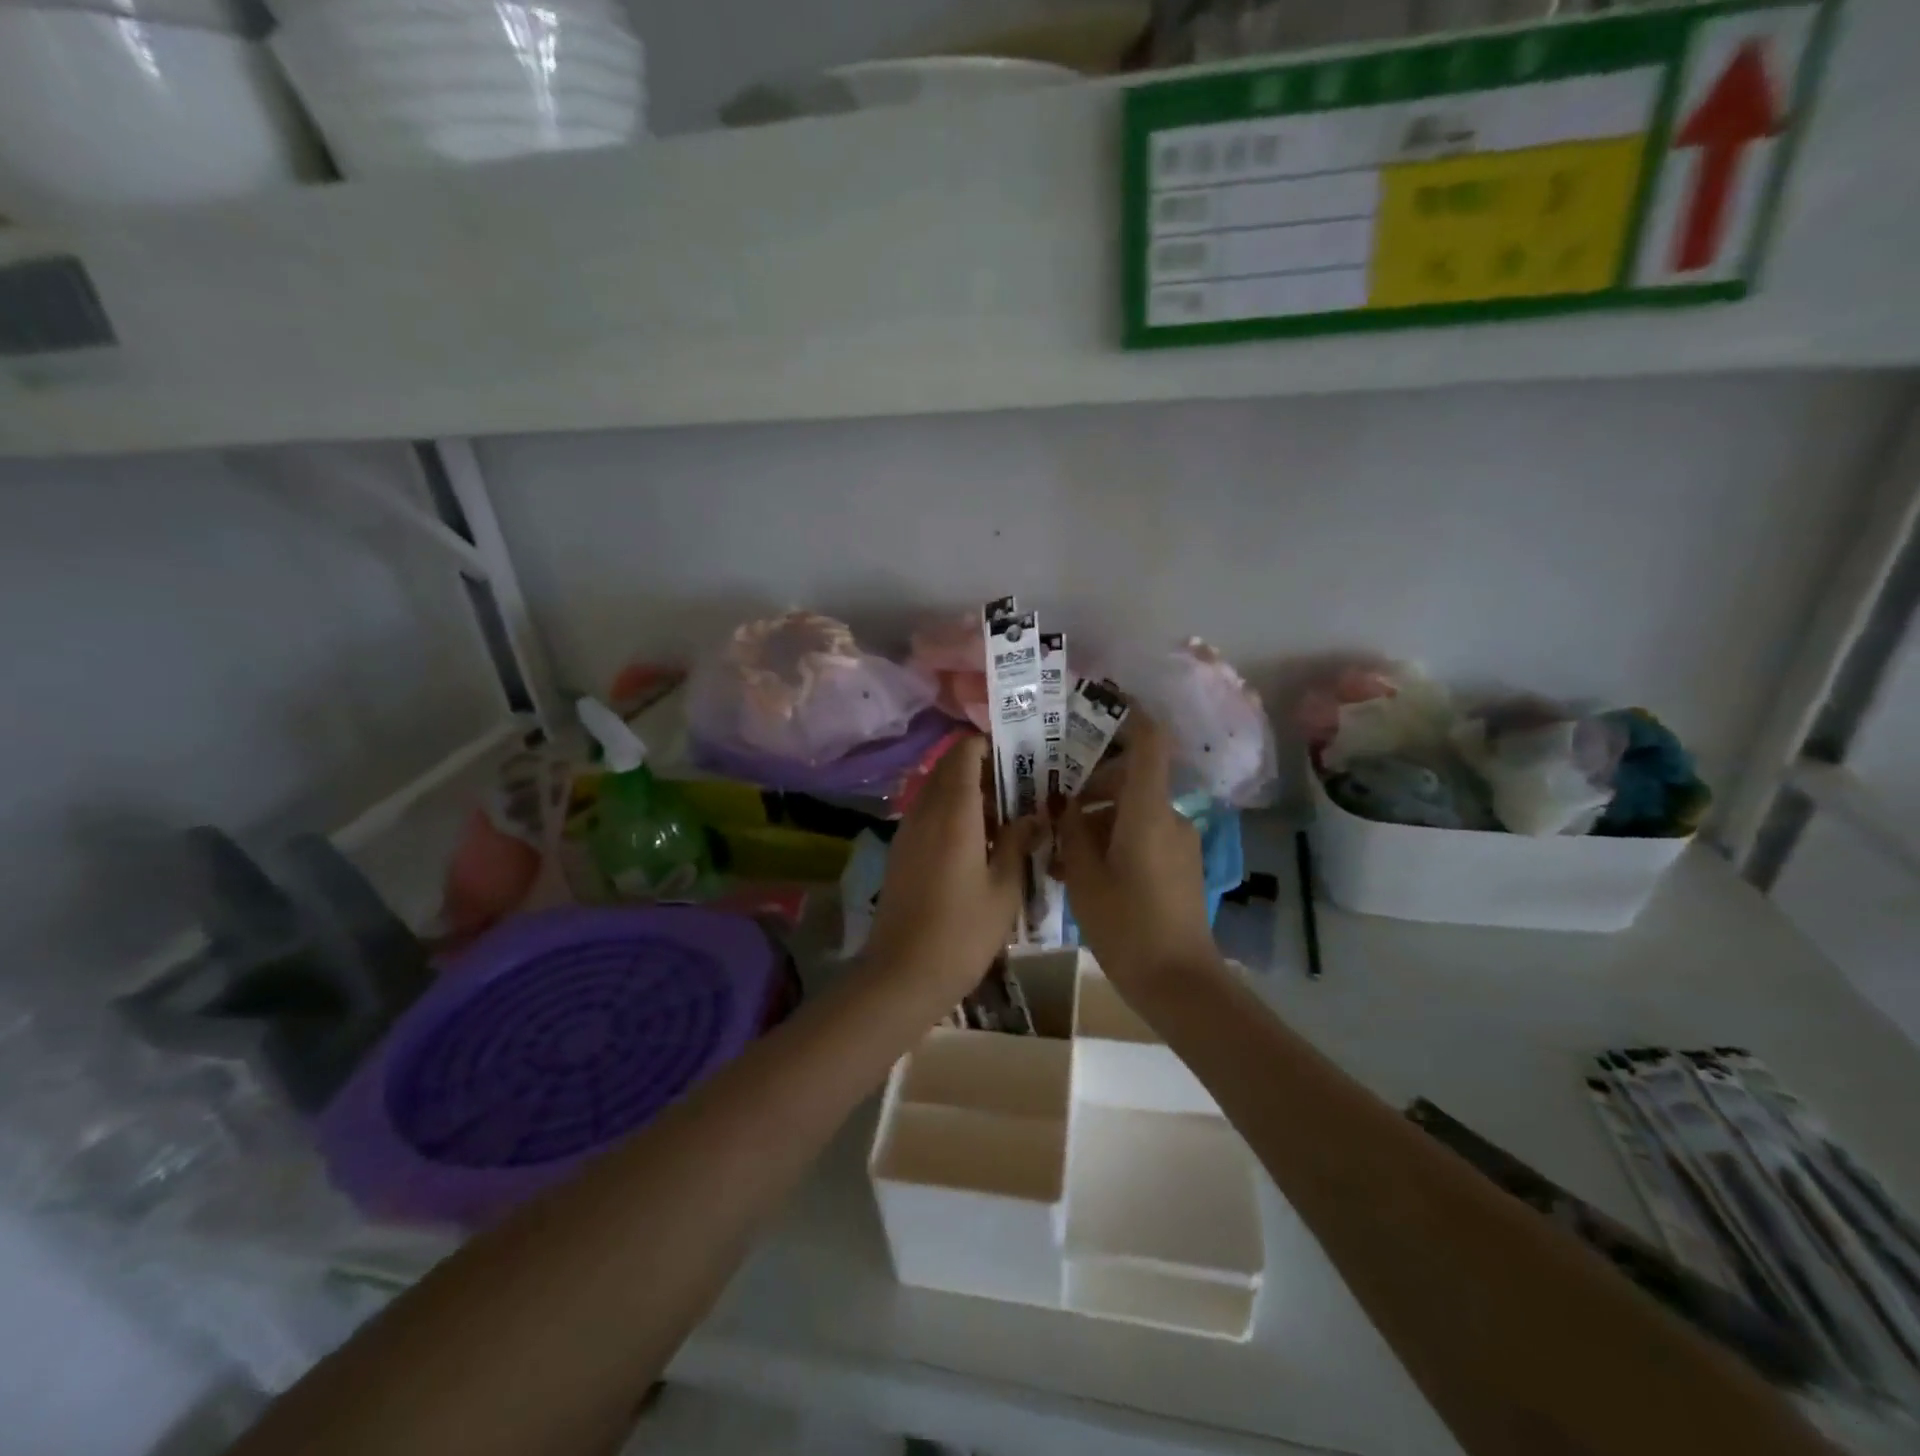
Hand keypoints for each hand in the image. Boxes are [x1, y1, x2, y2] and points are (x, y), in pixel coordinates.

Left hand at [863, 736, 1037, 1001]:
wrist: (902, 974)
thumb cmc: (963, 932)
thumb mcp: (1005, 889)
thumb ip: (1020, 843)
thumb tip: (1034, 815)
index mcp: (953, 813)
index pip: (963, 753)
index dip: (988, 744)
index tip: (1019, 754)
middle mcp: (925, 812)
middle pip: (948, 768)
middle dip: (981, 766)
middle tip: (1019, 785)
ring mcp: (907, 831)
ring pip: (936, 790)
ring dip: (966, 790)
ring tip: (1004, 814)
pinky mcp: (900, 852)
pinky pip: (927, 814)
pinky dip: (951, 812)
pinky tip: (977, 841)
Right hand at [1058, 715, 1220, 995]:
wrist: (1178, 982)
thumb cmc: (1126, 925)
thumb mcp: (1084, 877)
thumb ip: (1072, 832)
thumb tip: (1065, 804)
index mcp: (1148, 811)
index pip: (1150, 742)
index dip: (1131, 713)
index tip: (1102, 700)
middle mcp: (1169, 817)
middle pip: (1131, 778)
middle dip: (1090, 784)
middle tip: (1051, 802)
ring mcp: (1178, 842)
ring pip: (1132, 811)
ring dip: (1097, 820)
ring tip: (1058, 852)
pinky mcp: (1179, 865)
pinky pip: (1143, 836)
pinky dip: (1114, 841)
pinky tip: (1082, 872)